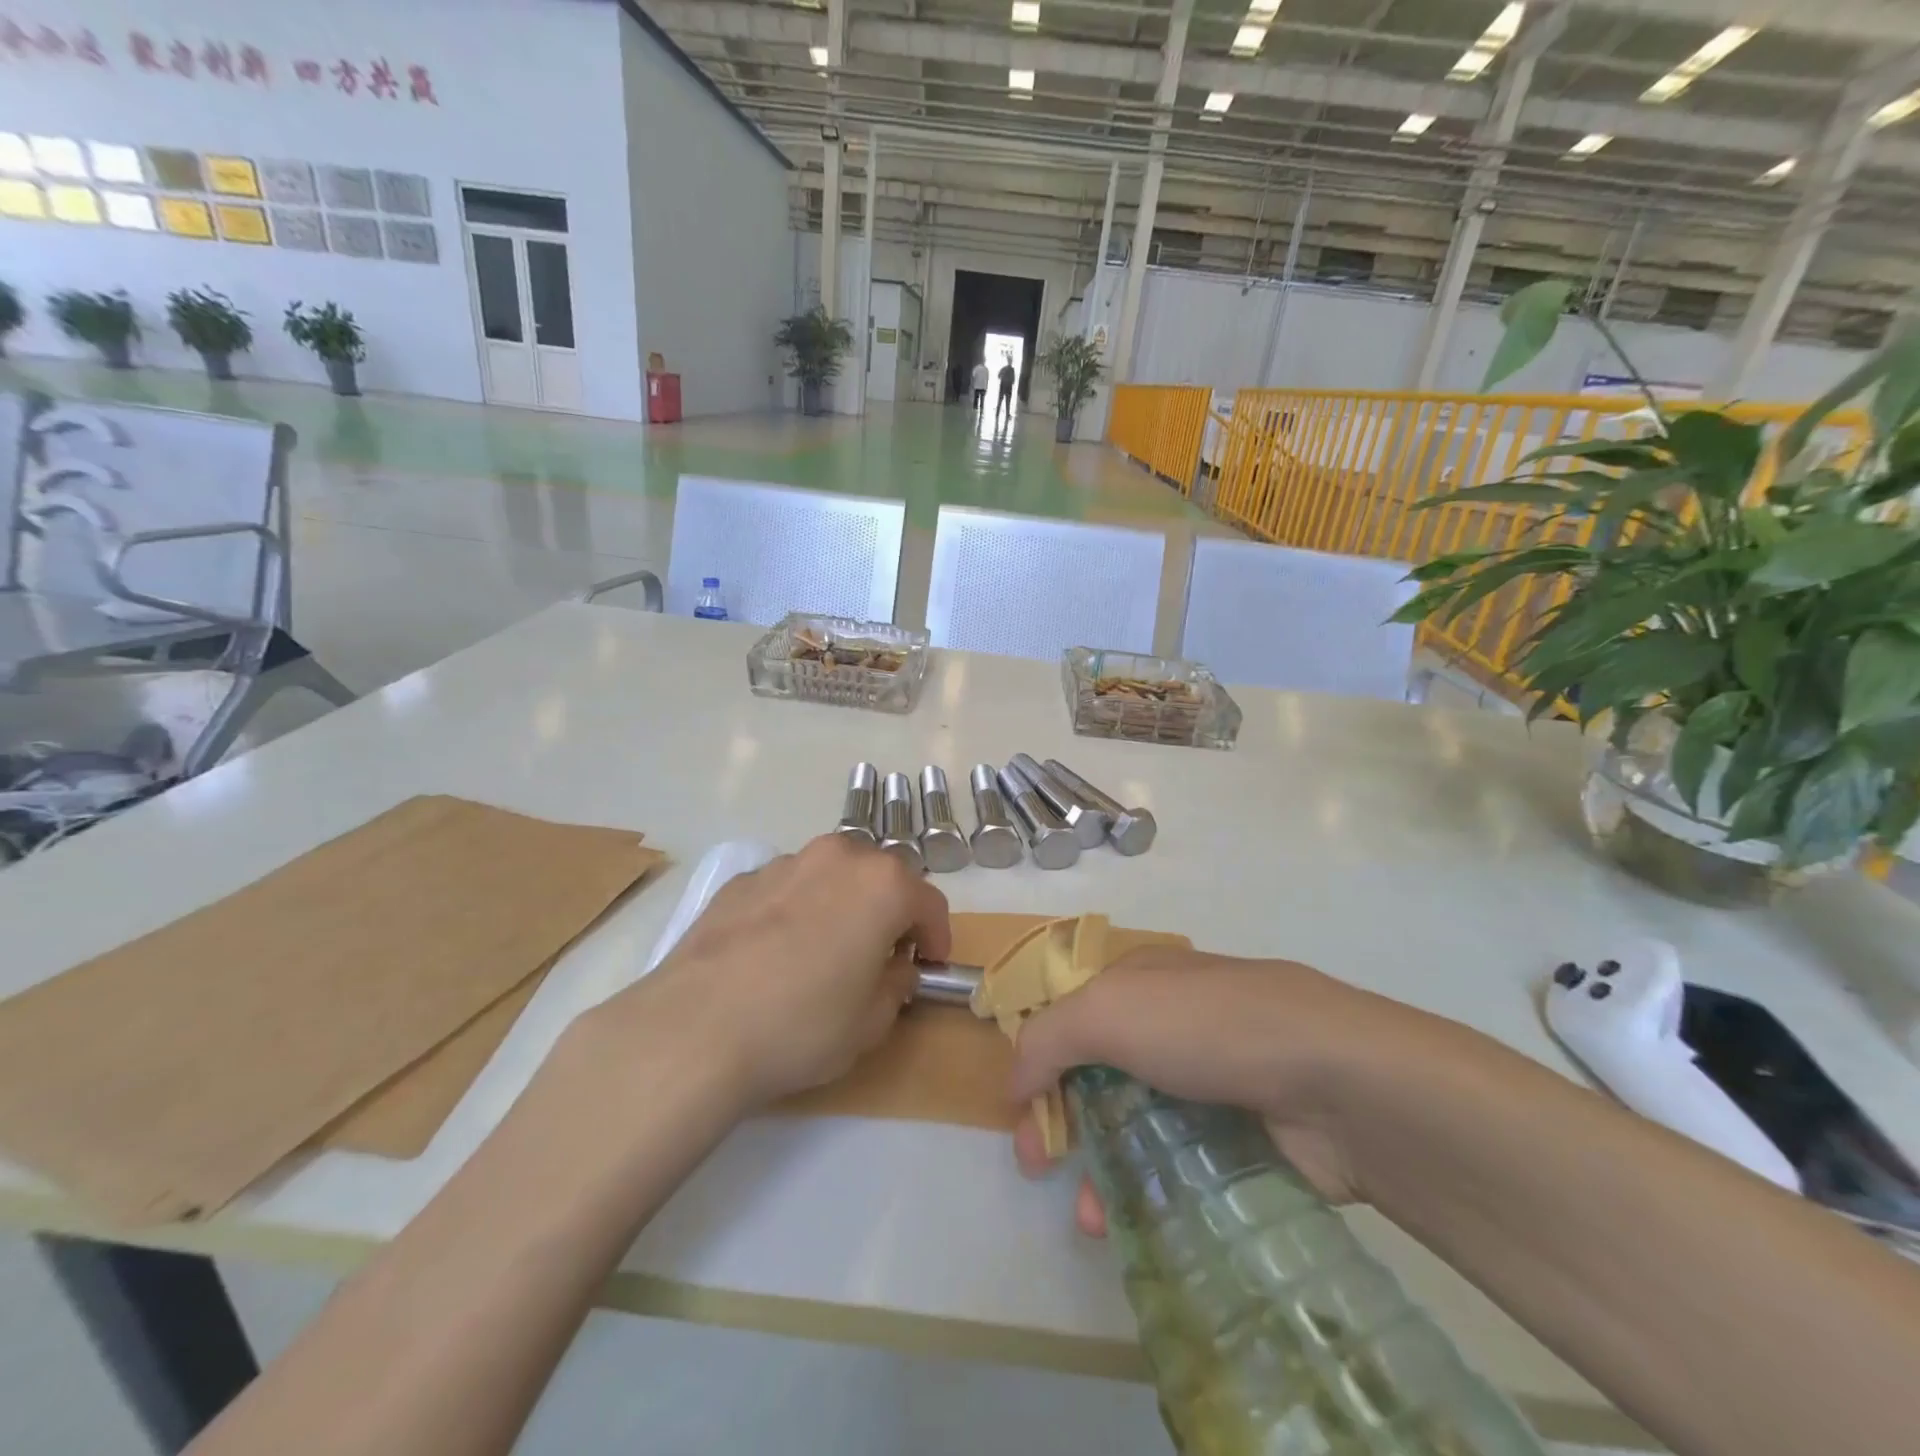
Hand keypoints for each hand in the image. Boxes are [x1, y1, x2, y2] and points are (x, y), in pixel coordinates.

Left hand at [595, 834, 950, 1110]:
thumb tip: (893, 968)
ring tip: (823, 952)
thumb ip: (896, 985)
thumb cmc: (802, 1024)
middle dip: (888, 911)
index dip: (935, 938)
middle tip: (879, 955)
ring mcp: (783, 864)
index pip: (929, 903)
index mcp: (882, 884)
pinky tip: (774, 954)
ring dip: (840, 905)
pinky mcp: (739, 882)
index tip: (928, 967)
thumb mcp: (871, 1022)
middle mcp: (836, 857)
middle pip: (879, 877)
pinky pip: (785, 889)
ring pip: (830, 876)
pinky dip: (794, 910)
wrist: (694, 1028)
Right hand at [1008, 947, 1444, 1232]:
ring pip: (1137, 1123)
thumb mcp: (1107, 1011)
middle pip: (1098, 1072)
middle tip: (1041, 1167)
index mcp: (1139, 982)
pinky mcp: (1245, 1132)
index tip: (1022, 1118)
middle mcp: (1171, 1023)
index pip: (1070, 1018)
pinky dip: (1152, 1188)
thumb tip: (1014, 1082)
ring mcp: (1212, 1078)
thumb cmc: (1206, 1028)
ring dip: (1103, 1165)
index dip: (1039, 1063)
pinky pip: (1181, 1161)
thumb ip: (1047, 1039)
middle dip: (1064, 1120)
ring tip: (1092, 1215)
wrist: (1334, 1079)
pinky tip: (1136, 1218)